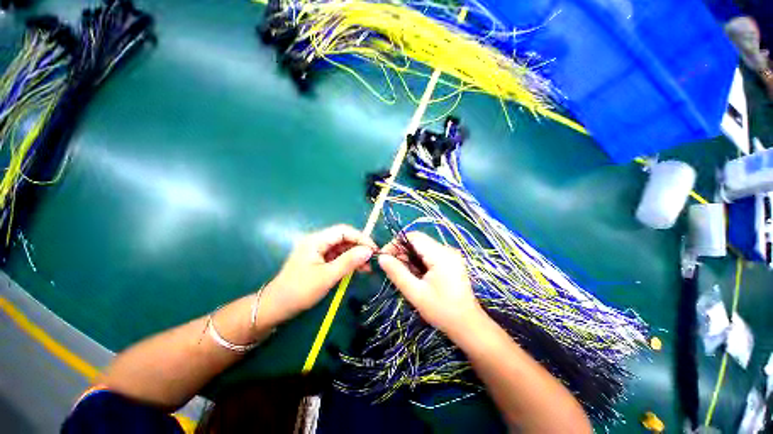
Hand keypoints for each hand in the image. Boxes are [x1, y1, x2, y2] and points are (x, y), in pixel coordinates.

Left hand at [266, 224, 376, 321]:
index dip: (360, 237)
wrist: (276, 308)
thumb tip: (368, 251)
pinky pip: (337, 256)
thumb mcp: (327, 276)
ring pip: (341, 248)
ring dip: (355, 255)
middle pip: (343, 238)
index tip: (373, 250)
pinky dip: (347, 262)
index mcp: (316, 240)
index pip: (343, 231)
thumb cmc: (299, 291)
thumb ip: (348, 262)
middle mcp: (317, 241)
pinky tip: (357, 269)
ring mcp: (317, 251)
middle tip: (372, 260)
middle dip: (359, 247)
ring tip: (367, 267)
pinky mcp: (318, 260)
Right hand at [378, 231, 484, 335]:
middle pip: (418, 241)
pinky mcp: (450, 261)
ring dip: (410, 258)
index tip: (385, 258)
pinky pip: (430, 254)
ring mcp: (450, 255)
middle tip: (393, 269)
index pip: (413, 236)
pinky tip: (417, 276)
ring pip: (423, 248)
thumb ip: (397, 273)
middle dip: (403, 252)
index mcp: (440, 255)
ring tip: (405, 275)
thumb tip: (381, 257)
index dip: (396, 243)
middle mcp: (447, 250)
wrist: (468, 326)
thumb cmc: (442, 311)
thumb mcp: (415, 293)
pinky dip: (419, 262)